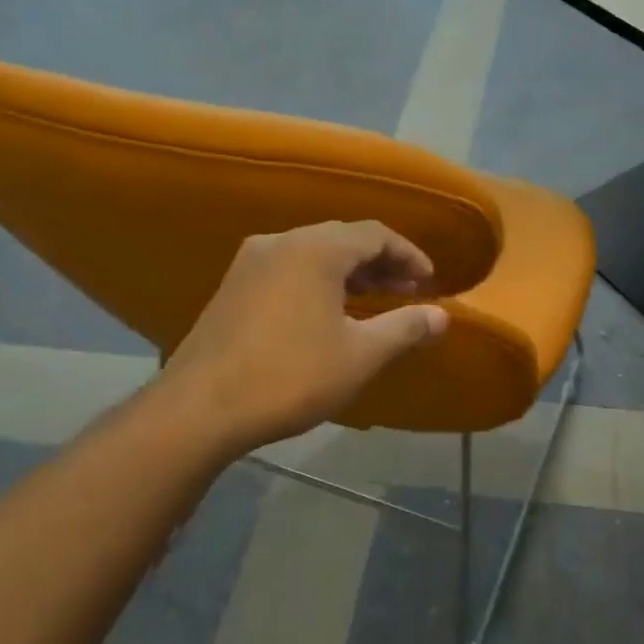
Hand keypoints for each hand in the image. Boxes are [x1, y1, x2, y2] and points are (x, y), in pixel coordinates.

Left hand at [141, 221, 448, 461]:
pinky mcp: (232, 287)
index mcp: (316, 249)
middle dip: (380, 263)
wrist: (199, 409)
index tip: (429, 282)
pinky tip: (327, 312)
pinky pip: (288, 269)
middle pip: (343, 238)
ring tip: (373, 300)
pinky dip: (318, 281)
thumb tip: (443, 316)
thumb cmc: (290, 376)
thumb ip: (405, 328)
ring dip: (349, 272)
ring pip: (313, 253)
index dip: (409, 255)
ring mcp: (250, 262)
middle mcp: (281, 242)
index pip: (375, 234)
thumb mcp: (360, 355)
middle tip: (406, 291)